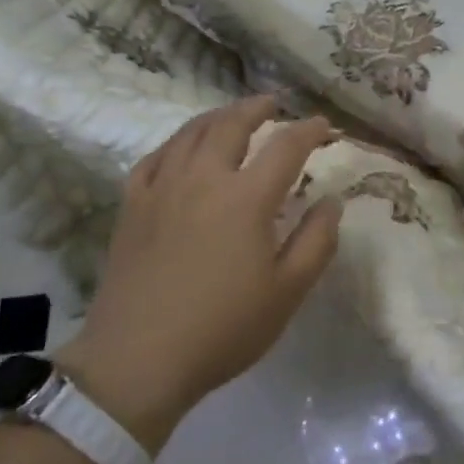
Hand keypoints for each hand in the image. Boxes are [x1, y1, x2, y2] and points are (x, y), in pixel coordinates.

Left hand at [55, 96, 340, 447]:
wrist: (138, 360)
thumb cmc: (222, 328)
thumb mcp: (287, 292)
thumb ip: (317, 241)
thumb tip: (332, 201)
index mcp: (246, 198)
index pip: (286, 147)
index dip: (309, 130)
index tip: (324, 126)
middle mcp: (203, 178)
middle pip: (232, 124)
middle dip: (257, 107)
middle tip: (273, 104)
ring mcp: (162, 188)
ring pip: (190, 133)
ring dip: (217, 116)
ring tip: (232, 115)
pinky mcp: (132, 205)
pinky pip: (154, 157)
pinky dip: (175, 143)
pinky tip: (181, 149)